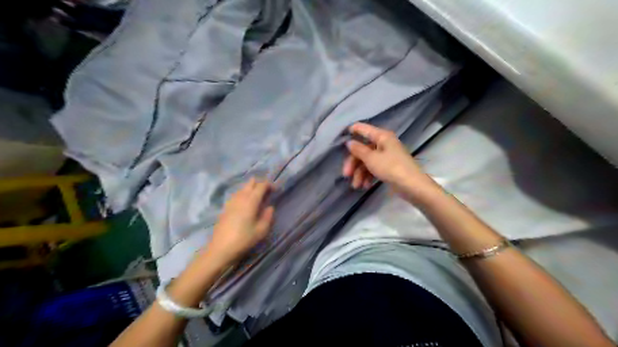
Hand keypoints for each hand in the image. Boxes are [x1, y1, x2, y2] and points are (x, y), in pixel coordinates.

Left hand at [206, 178, 273, 267]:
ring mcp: (231, 201)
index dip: (269, 185)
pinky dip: (244, 194)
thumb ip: (268, 216)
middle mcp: (241, 197)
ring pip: (243, 188)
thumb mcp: (261, 230)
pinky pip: (237, 194)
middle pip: (250, 183)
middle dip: (260, 184)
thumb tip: (269, 207)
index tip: (275, 190)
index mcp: (251, 201)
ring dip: (251, 189)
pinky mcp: (226, 207)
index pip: (261, 185)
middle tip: (267, 193)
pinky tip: (246, 204)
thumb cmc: (244, 239)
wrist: (221, 249)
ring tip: (258, 198)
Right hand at [342, 121, 438, 198]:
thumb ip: (358, 150)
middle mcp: (384, 144)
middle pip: (363, 149)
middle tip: (346, 174)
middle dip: (353, 163)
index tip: (340, 136)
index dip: (352, 130)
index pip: (364, 129)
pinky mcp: (388, 168)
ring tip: (356, 186)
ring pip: (367, 161)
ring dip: (359, 173)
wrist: (412, 186)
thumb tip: (349, 142)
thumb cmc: (391, 168)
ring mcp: (387, 156)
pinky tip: (365, 186)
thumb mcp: (371, 159)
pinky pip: (374, 168)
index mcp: (382, 137)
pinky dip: (368, 176)